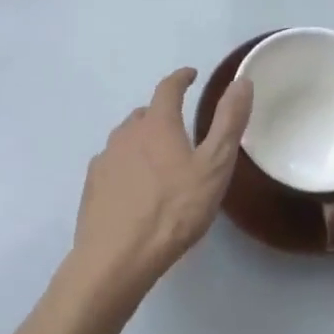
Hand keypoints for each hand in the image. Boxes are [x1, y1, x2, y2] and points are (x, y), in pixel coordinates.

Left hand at [69, 68, 253, 304]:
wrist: (117, 258)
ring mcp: (105, 158)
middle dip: (163, 114)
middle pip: (146, 113)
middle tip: (180, 129)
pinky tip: (134, 187)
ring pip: (127, 138)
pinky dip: (126, 165)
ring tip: (159, 160)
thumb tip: (241, 81)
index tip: (191, 75)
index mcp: (157, 124)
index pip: (168, 88)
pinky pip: (113, 163)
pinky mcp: (92, 185)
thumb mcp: (214, 167)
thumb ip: (228, 122)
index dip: (181, 78)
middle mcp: (127, 133)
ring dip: (143, 140)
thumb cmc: (173, 211)